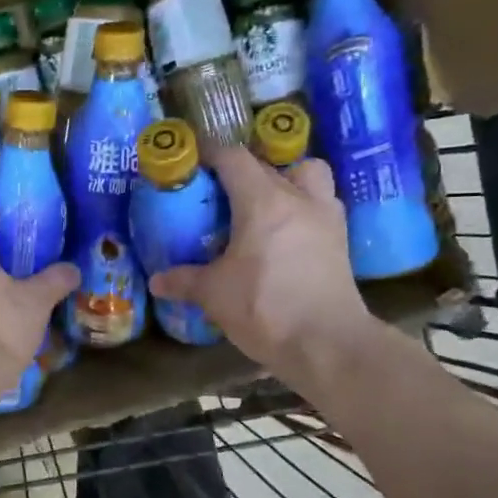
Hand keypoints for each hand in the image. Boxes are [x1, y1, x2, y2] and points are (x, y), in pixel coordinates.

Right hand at [148, 148, 374, 380]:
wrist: (327, 343)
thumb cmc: (265, 308)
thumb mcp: (214, 294)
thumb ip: (184, 280)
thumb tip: (157, 281)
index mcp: (263, 201)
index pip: (234, 158)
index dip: (211, 153)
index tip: (193, 160)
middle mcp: (299, 198)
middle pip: (268, 164)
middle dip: (242, 169)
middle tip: (220, 190)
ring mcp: (326, 217)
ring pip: (308, 175)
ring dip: (286, 178)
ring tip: (264, 202)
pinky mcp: (341, 240)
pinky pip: (320, 205)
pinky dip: (303, 207)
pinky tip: (286, 231)